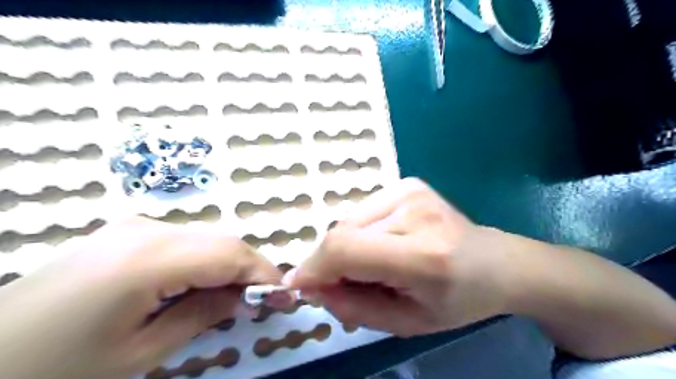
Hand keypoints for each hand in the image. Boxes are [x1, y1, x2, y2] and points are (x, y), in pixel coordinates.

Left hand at [0, 216, 280, 378]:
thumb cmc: (57, 365)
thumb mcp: (140, 352)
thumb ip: (202, 315)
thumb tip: (244, 298)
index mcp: (150, 257)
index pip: (231, 254)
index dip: (264, 273)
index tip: (285, 296)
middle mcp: (149, 229)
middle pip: (222, 241)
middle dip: (251, 268)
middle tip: (264, 299)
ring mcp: (136, 225)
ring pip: (207, 238)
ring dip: (229, 264)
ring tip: (235, 295)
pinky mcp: (129, 232)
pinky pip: (186, 240)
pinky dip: (206, 260)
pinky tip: (202, 283)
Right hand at [284, 178, 518, 337]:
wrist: (495, 263)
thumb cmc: (456, 300)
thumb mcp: (405, 323)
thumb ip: (352, 307)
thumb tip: (311, 284)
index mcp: (423, 256)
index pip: (347, 249)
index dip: (314, 267)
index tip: (298, 285)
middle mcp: (415, 211)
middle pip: (342, 232)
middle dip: (330, 261)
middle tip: (344, 282)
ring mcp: (410, 190)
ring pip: (348, 220)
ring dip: (347, 246)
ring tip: (372, 263)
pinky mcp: (407, 183)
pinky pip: (362, 211)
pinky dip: (360, 231)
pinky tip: (383, 243)